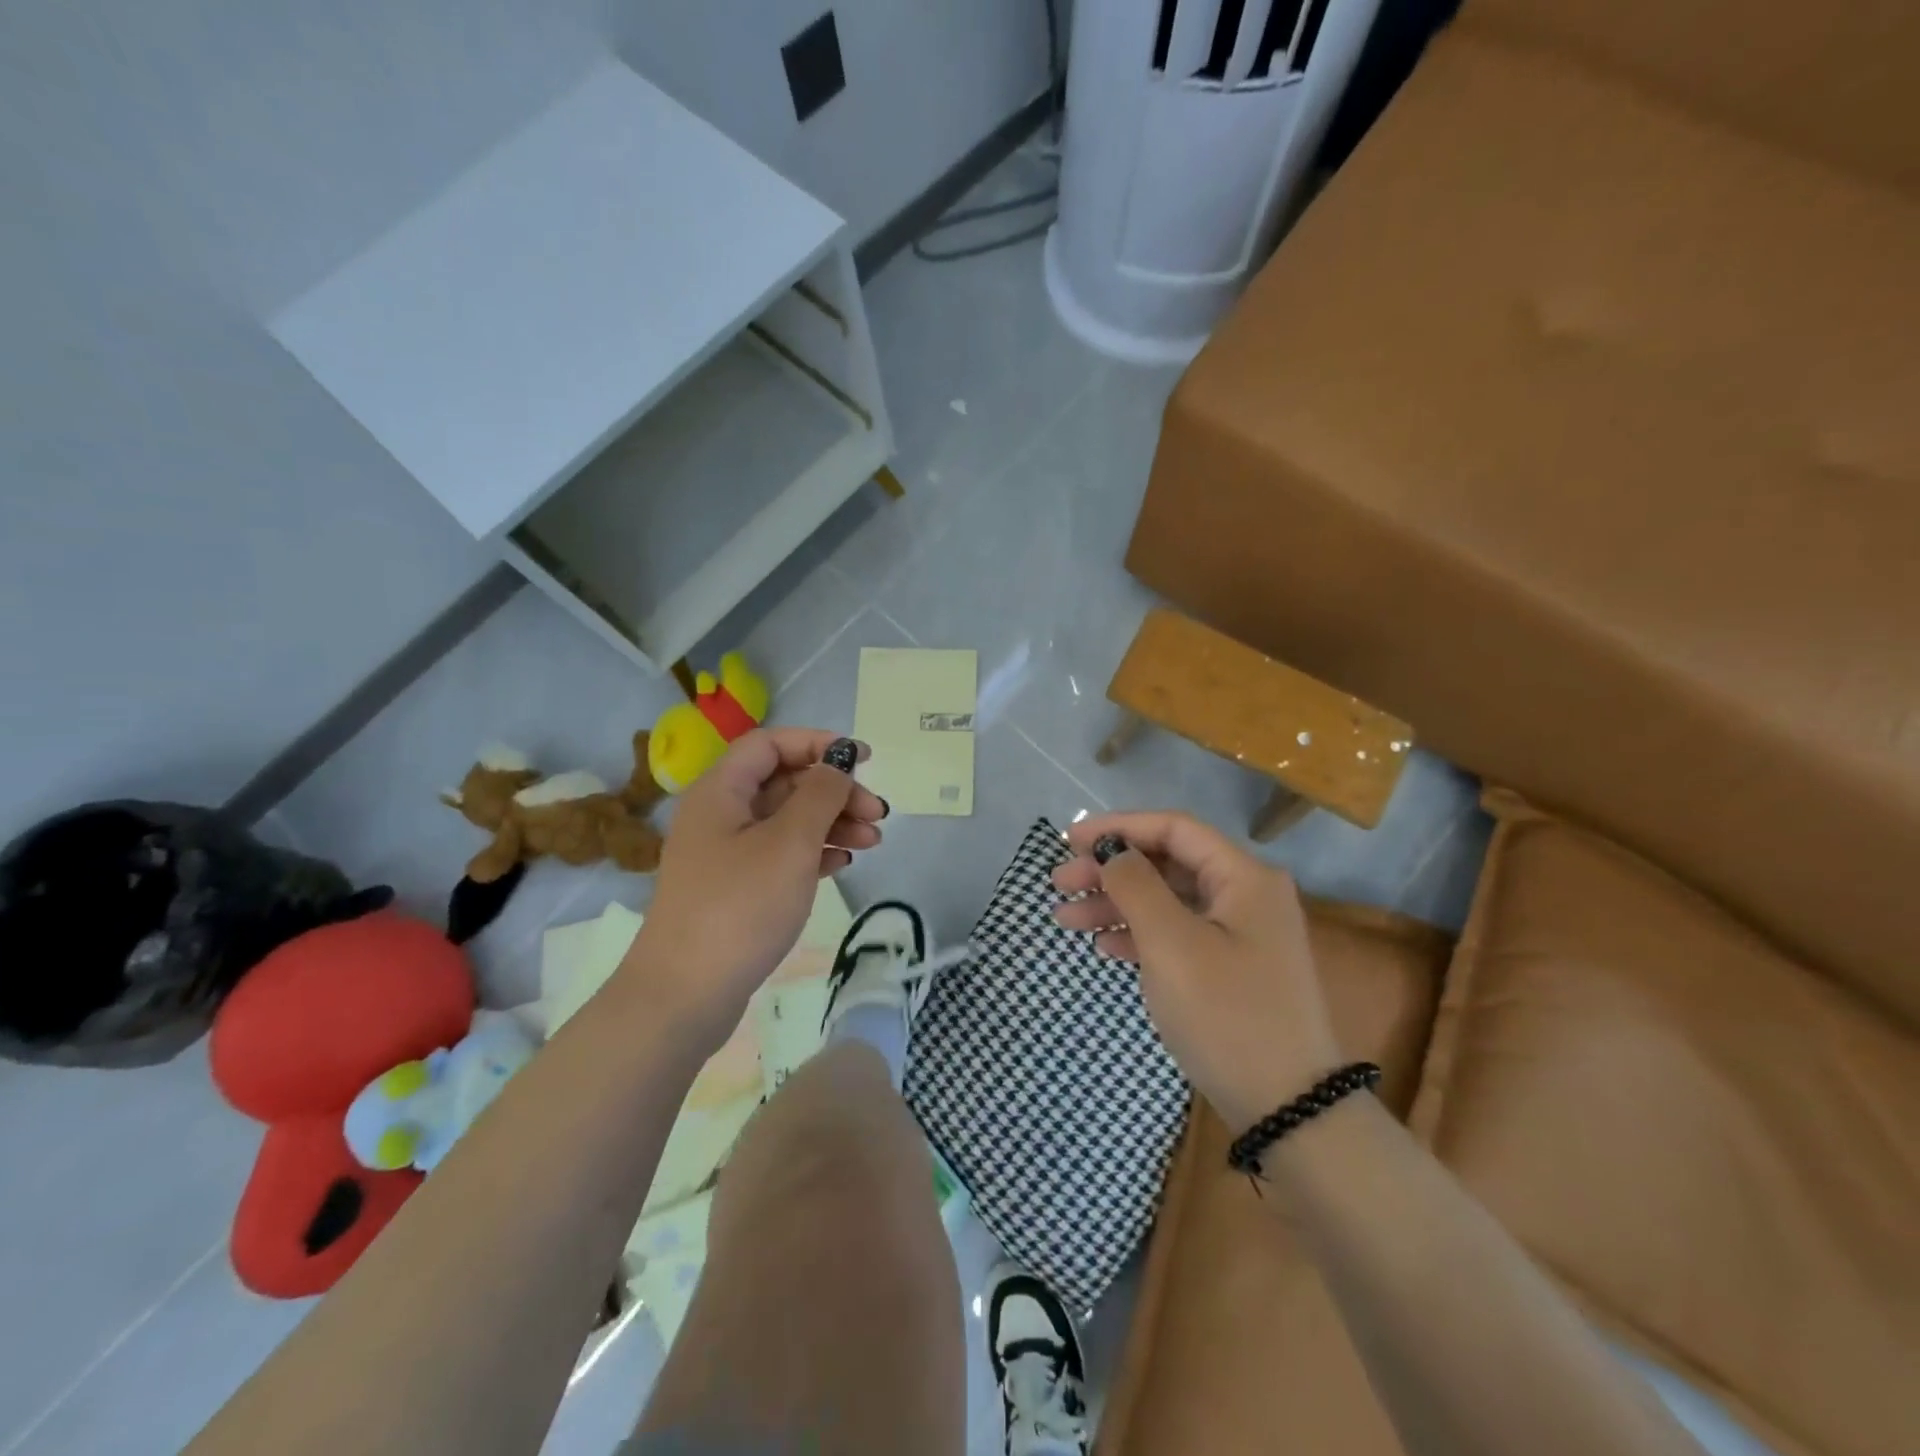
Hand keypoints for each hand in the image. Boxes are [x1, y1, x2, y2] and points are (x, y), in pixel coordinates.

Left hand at [625, 729, 885, 1049]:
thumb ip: (820, 795)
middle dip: (834, 791)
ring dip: (832, 822)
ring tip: (873, 841)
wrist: (684, 995)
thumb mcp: (790, 843)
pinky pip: (781, 853)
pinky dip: (815, 851)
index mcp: (721, 791)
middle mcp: (720, 814)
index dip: (817, 743)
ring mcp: (726, 853)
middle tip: (878, 814)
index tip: (863, 759)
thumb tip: (837, 763)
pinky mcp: (735, 887)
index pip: (770, 744)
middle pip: (784, 782)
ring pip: (787, 819)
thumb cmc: (740, 907)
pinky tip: (843, 862)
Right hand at [1051, 812, 1341, 1132]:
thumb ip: (1136, 886)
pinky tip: (1102, 945)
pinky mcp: (1230, 969)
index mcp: (1244, 877)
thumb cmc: (1227, 1015)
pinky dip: (1138, 935)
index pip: (1174, 828)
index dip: (1119, 827)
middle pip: (1167, 864)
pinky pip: (1176, 934)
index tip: (1069, 841)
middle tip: (1059, 883)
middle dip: (1110, 870)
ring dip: (1116, 904)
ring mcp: (1239, 934)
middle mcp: (1246, 896)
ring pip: (1166, 901)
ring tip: (1065, 918)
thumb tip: (1113, 851)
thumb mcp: (1172, 944)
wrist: (1287, 1110)